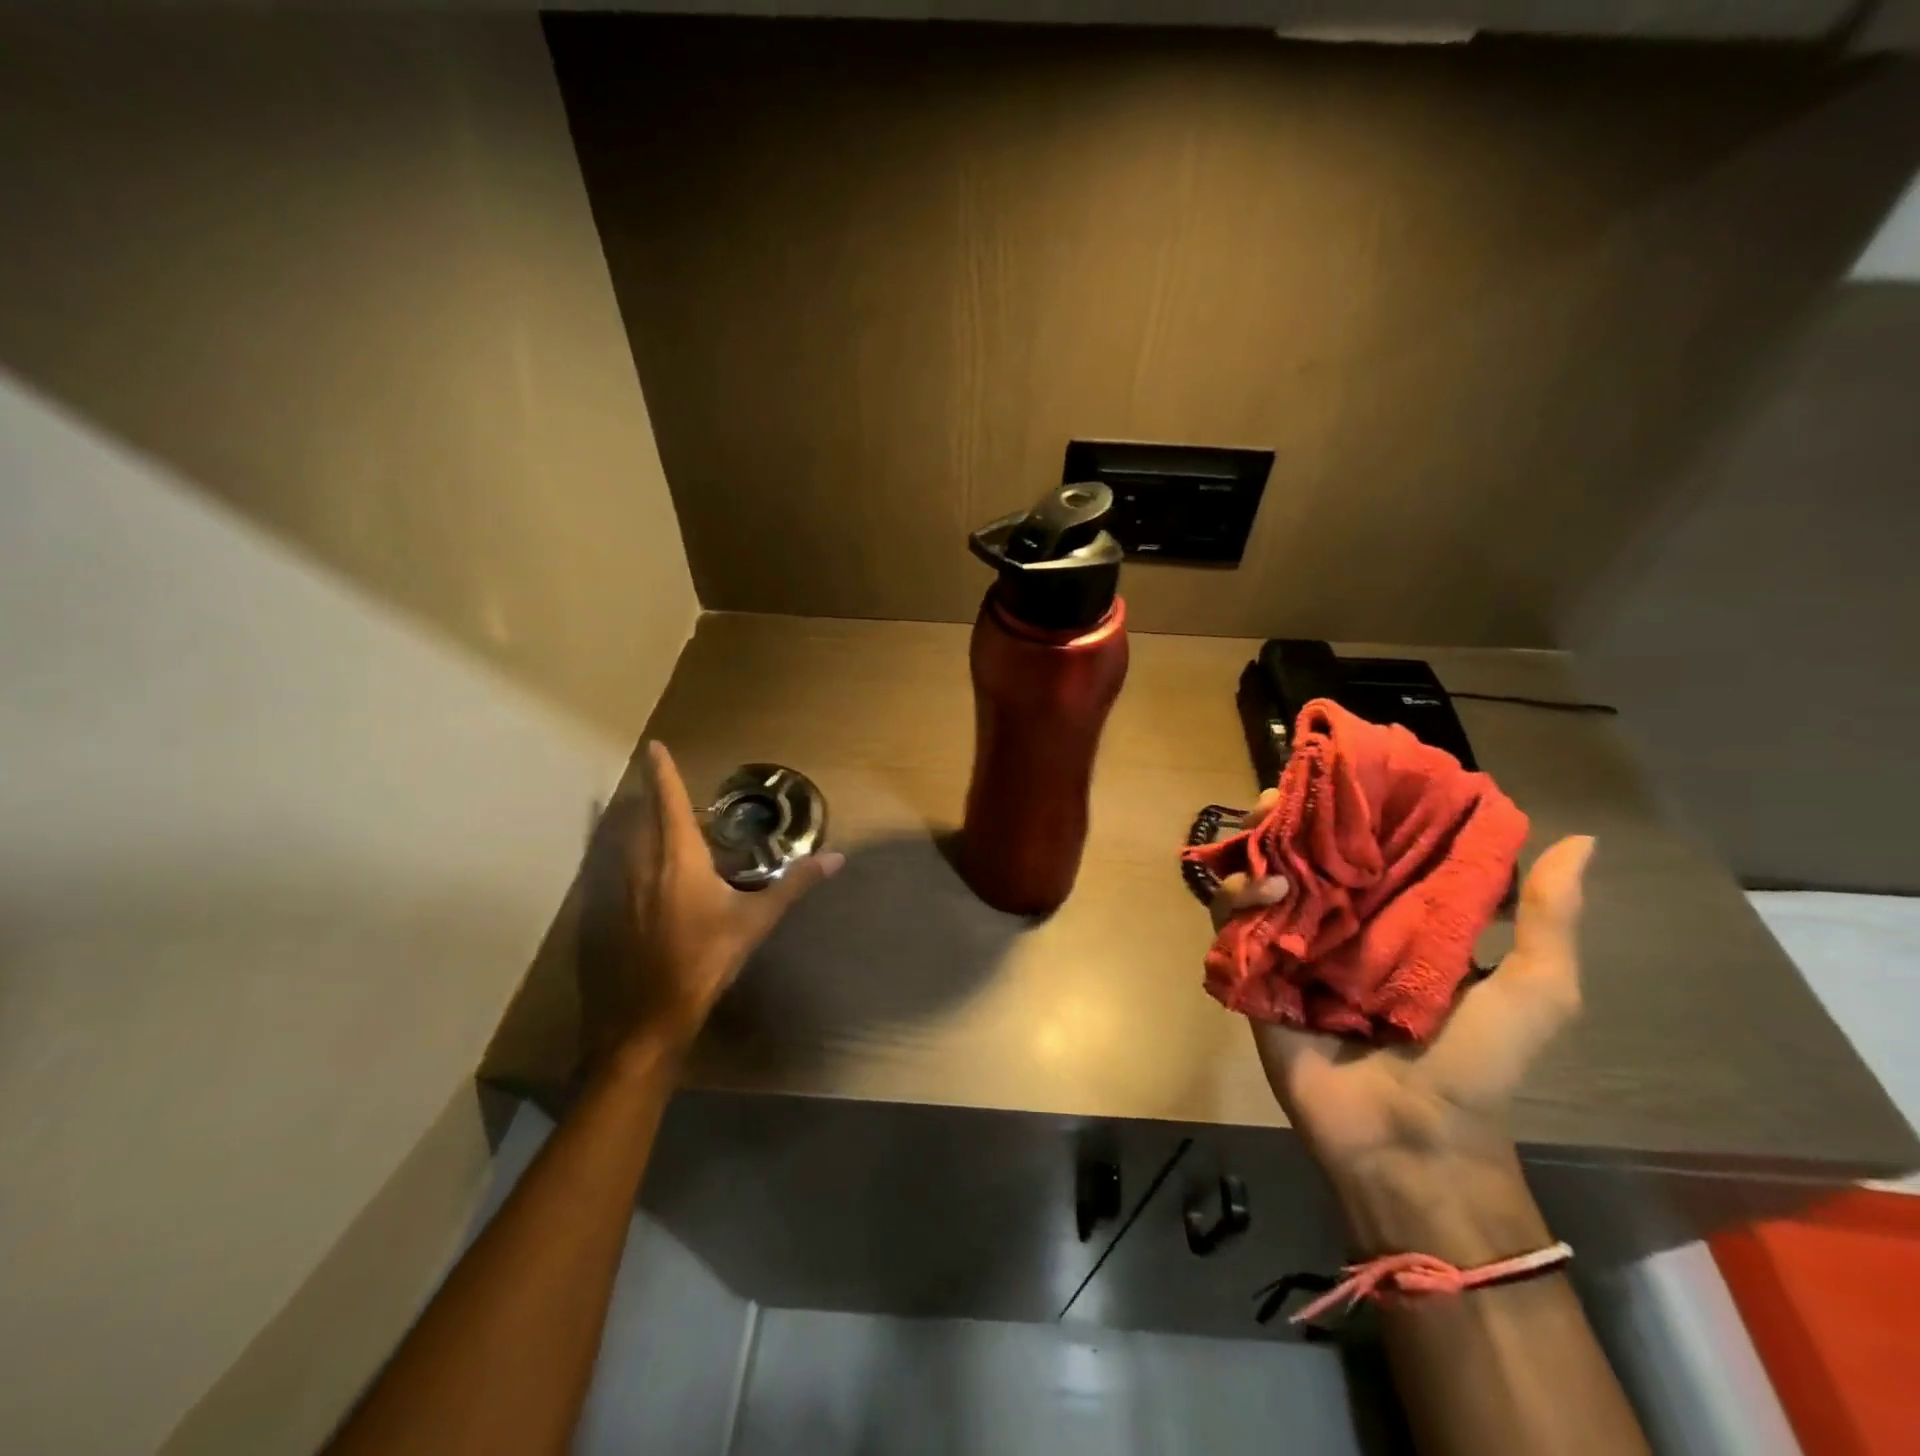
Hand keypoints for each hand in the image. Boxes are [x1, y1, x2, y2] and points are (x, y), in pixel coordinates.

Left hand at [583, 742, 842, 1065]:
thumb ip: (794, 884)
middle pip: (638, 815)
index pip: (669, 801)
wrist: (647, 1016)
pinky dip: (620, 853)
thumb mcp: (755, 921)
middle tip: (657, 783)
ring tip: (644, 816)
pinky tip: (631, 868)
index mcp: (678, 858)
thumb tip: (836, 858)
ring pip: (619, 840)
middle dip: (647, 795)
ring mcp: (615, 888)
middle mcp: (640, 863)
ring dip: (631, 822)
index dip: (662, 771)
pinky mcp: (602, 913)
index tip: (653, 746)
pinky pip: (609, 867)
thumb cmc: (705, 960)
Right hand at [1210, 790, 1593, 1257]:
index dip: (1350, 807)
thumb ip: (1549, 921)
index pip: (1365, 845)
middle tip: (1282, 796)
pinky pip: (1229, 920)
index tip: (1342, 774)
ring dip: (1256, 847)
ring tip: (1269, 835)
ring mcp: (1290, 945)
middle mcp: (1337, 921)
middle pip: (1299, 852)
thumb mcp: (1537, 992)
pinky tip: (1265, 890)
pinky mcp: (1252, 971)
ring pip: (1256, 876)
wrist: (1411, 1141)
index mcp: (1395, 916)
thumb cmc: (1476, 1066)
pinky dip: (1237, 895)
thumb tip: (1580, 841)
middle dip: (1285, 817)